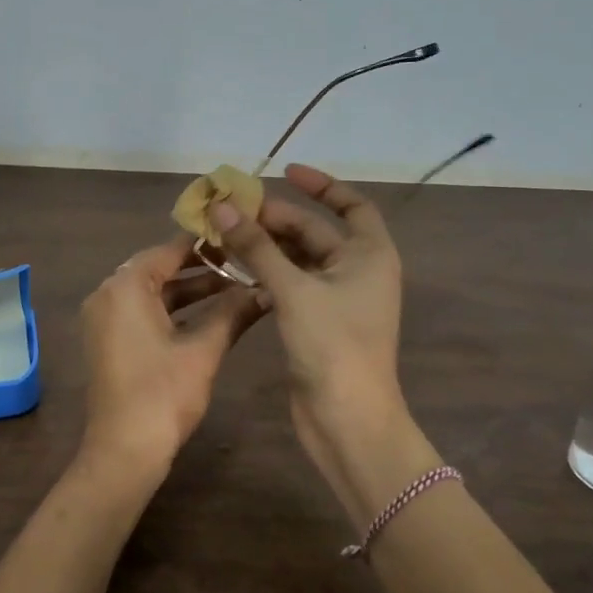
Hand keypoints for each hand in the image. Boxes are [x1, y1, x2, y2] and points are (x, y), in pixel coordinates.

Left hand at [77, 235, 267, 485]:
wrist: (124, 451)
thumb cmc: (163, 394)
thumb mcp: (203, 350)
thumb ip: (233, 313)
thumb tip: (266, 290)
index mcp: (125, 286)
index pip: (169, 250)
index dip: (206, 244)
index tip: (238, 237)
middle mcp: (108, 294)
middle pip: (159, 268)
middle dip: (201, 267)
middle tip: (242, 261)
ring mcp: (104, 318)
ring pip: (152, 292)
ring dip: (189, 291)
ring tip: (234, 287)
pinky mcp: (108, 340)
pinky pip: (142, 311)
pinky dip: (172, 311)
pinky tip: (208, 314)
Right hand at [209, 165, 417, 512]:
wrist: (347, 420)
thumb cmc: (333, 346)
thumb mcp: (294, 290)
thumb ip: (258, 248)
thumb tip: (223, 208)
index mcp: (369, 255)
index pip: (352, 205)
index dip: (322, 185)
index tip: (284, 172)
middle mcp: (357, 271)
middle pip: (315, 232)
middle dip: (276, 219)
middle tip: (231, 211)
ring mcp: (337, 299)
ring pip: (298, 260)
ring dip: (266, 247)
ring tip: (226, 235)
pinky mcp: (317, 323)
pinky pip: (290, 285)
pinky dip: (267, 274)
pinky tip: (236, 270)